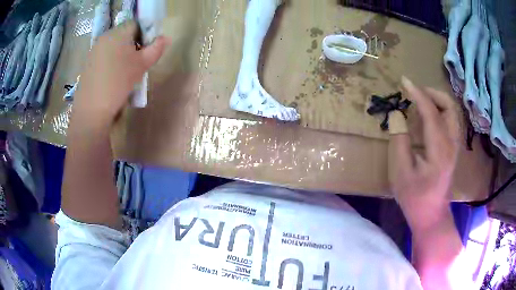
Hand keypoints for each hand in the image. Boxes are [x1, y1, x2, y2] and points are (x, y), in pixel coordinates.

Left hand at [73, 21, 166, 129]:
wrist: (91, 111)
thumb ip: (156, 49)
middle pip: (125, 35)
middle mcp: (104, 38)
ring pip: (114, 47)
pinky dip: (112, 63)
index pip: (136, 24)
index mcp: (117, 33)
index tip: (148, 50)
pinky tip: (113, 79)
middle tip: (138, 63)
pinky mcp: (88, 65)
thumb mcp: (141, 65)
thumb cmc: (117, 83)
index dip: (146, 33)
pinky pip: (105, 57)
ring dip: (123, 55)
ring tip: (126, 73)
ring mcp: (94, 51)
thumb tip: (165, 38)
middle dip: (135, 45)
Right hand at [389, 77, 459, 230]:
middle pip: (450, 106)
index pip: (431, 112)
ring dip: (437, 100)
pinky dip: (440, 110)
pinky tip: (428, 116)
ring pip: (452, 111)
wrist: (431, 214)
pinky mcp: (453, 148)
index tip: (404, 81)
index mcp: (439, 150)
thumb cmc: (414, 197)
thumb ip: (399, 140)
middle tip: (415, 92)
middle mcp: (451, 143)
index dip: (417, 94)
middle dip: (432, 93)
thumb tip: (397, 115)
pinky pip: (450, 120)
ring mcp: (455, 145)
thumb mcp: (400, 172)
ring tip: (420, 101)